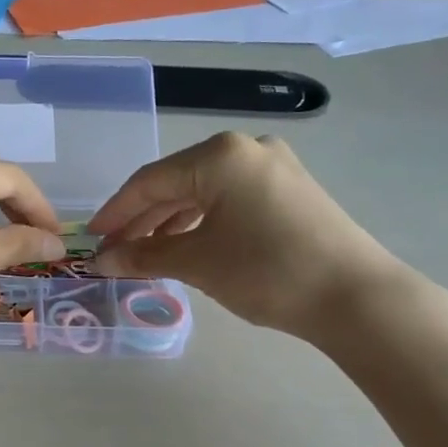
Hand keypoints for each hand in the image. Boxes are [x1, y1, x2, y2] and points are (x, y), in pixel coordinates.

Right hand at [88, 132, 414, 344]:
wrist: (355, 297)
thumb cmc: (267, 271)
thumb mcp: (197, 263)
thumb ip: (143, 256)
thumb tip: (101, 261)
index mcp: (219, 156)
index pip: (149, 182)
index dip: (115, 213)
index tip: (91, 239)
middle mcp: (245, 149)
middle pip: (176, 182)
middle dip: (141, 219)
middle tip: (115, 251)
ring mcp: (273, 166)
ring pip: (203, 191)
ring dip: (170, 222)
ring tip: (145, 253)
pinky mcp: (289, 189)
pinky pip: (229, 199)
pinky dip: (202, 221)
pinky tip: (187, 244)